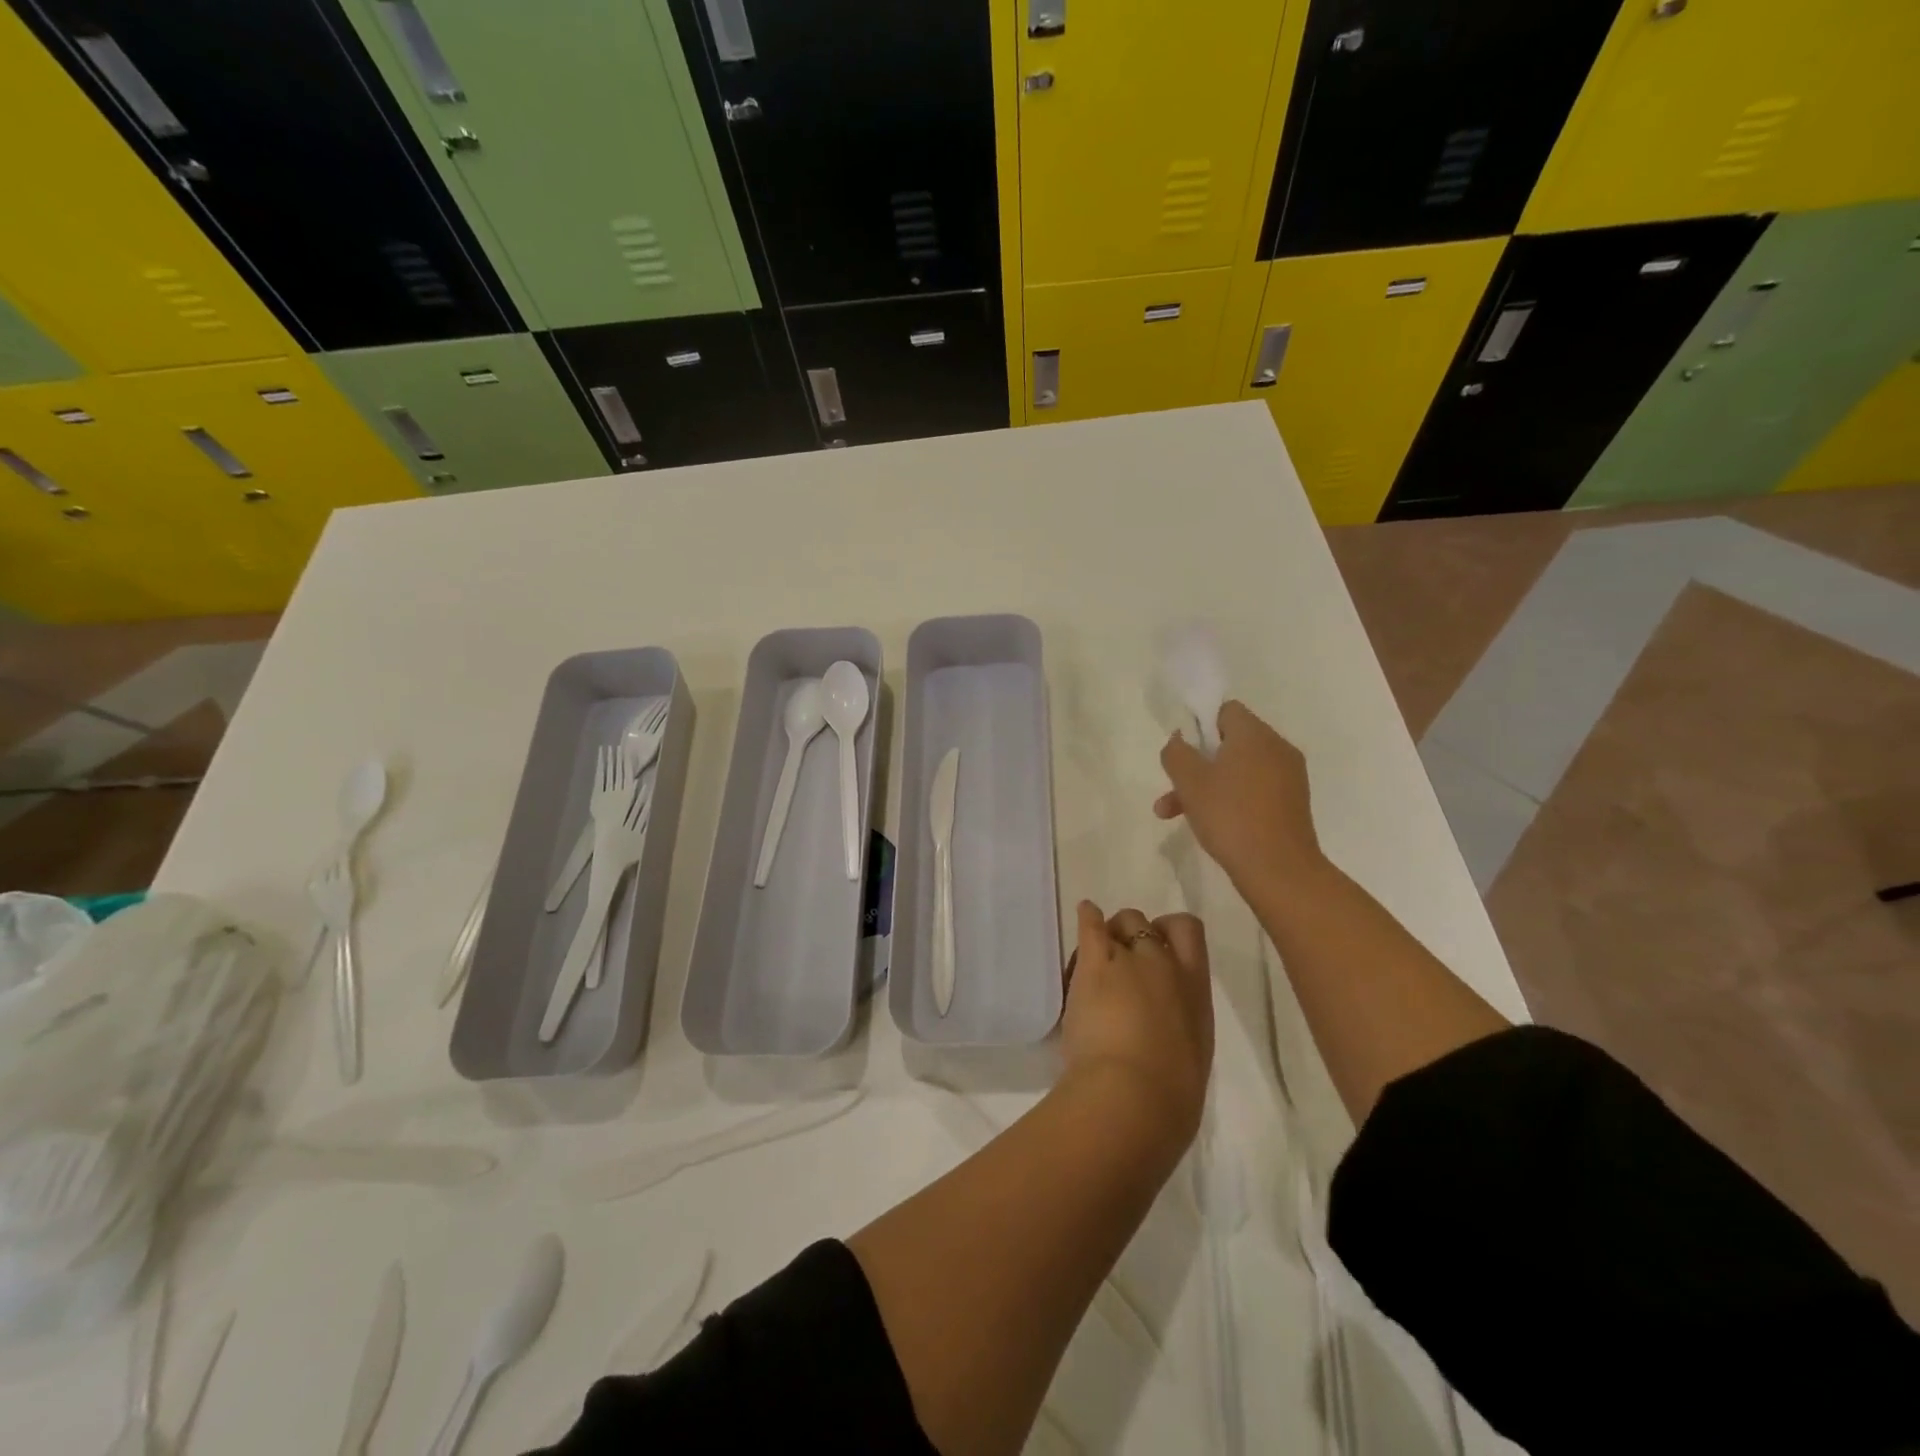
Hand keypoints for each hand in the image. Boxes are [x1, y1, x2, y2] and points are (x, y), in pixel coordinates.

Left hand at [1061, 901, 1212, 1157]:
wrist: (1134, 1097)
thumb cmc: (1169, 1096)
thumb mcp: (1190, 1056)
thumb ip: (1179, 1028)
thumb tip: (1165, 1031)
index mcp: (1197, 992)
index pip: (1191, 934)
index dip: (1172, 933)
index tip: (1160, 945)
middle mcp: (1167, 966)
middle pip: (1151, 927)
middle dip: (1137, 935)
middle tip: (1122, 955)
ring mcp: (1131, 960)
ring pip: (1123, 922)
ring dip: (1113, 932)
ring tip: (1099, 947)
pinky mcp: (1096, 963)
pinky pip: (1092, 926)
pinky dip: (1088, 917)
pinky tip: (1085, 913)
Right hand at [1155, 700, 1326, 897]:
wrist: (1279, 870)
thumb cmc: (1230, 816)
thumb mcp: (1190, 782)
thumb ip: (1177, 753)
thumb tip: (1179, 739)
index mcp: (1255, 735)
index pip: (1225, 710)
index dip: (1199, 724)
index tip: (1182, 751)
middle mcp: (1277, 748)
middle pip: (1230, 743)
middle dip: (1197, 764)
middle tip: (1172, 788)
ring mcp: (1289, 777)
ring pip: (1238, 770)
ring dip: (1207, 786)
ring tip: (1175, 815)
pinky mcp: (1292, 804)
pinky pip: (1254, 790)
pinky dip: (1231, 800)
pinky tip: (1211, 825)